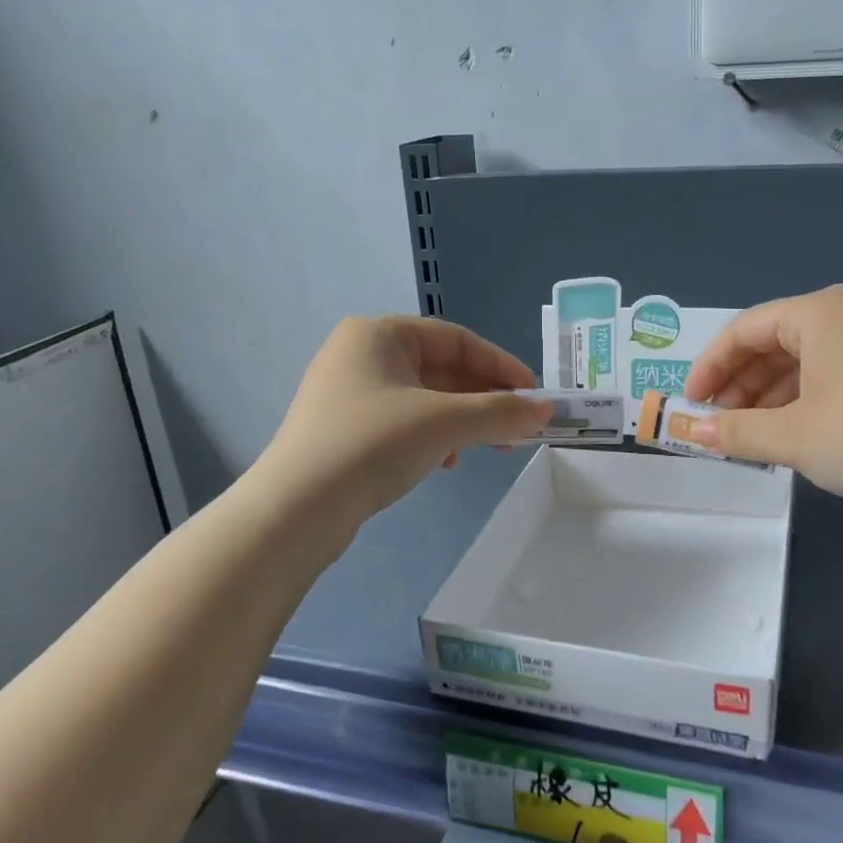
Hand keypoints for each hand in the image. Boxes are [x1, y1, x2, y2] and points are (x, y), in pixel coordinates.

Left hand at [257, 316, 552, 523]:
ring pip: (425, 398)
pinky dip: (433, 437)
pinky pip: (403, 422)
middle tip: (518, 428)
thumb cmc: (372, 444)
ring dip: (463, 421)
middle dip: (483, 399)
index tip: (533, 395)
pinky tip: (446, 463)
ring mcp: (348, 393)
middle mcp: (361, 354)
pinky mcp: (344, 429)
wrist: (296, 509)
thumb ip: (499, 413)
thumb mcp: (443, 423)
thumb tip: (545, 411)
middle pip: (441, 369)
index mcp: (379, 333)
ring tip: (488, 449)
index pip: (456, 339)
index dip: (501, 366)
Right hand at [682, 286, 842, 520]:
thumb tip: (692, 428)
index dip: (709, 366)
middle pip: (775, 341)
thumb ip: (735, 430)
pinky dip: (805, 397)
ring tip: (752, 434)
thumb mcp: (793, 437)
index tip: (690, 403)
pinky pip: (836, 371)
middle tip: (719, 423)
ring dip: (771, 394)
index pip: (745, 329)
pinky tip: (796, 431)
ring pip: (806, 358)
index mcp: (822, 312)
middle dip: (740, 383)